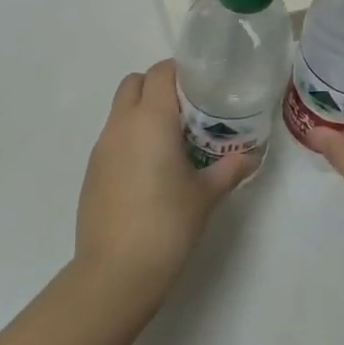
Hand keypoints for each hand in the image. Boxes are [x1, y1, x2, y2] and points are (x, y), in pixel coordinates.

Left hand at [74, 60, 256, 305]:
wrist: (116, 272)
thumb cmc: (167, 224)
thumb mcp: (206, 195)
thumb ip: (229, 169)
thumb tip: (252, 156)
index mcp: (151, 119)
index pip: (160, 72)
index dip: (180, 72)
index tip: (202, 87)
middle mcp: (122, 124)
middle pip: (134, 82)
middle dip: (157, 87)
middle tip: (186, 112)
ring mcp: (101, 147)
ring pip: (120, 110)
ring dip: (142, 112)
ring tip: (170, 142)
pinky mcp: (91, 170)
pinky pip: (112, 138)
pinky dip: (130, 138)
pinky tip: (149, 170)